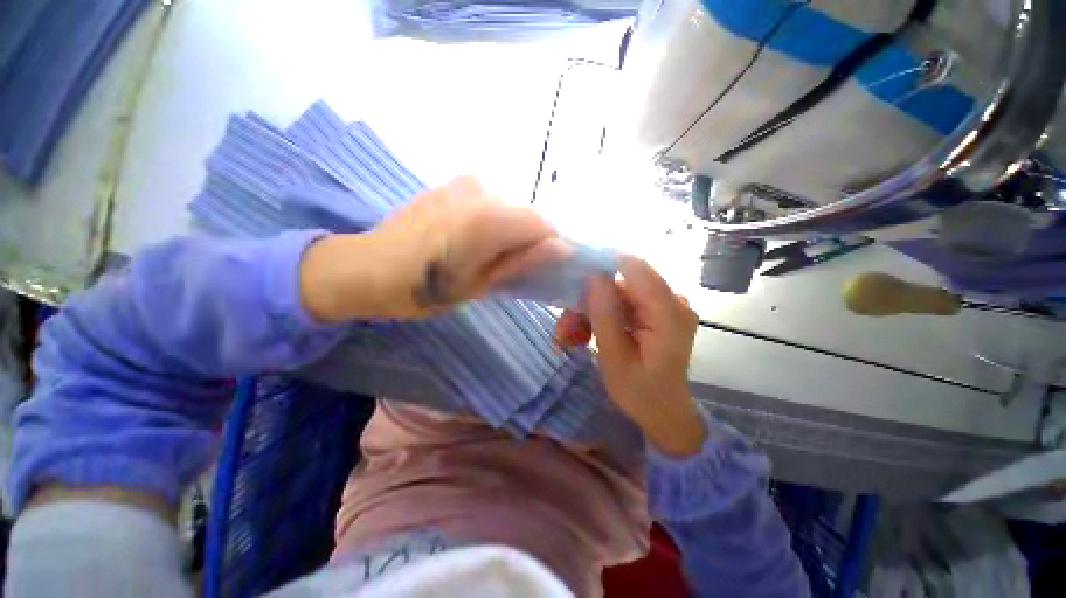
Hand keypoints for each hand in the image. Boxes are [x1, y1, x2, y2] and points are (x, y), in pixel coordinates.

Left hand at [300, 176, 568, 321]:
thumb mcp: (478, 284)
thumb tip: (561, 248)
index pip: (543, 225)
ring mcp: (464, 182)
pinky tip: (470, 238)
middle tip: (510, 266)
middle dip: (528, 239)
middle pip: (526, 215)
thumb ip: (521, 262)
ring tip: (487, 253)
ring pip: (509, 207)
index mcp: (488, 219)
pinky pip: (489, 201)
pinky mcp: (452, 183)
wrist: (366, 267)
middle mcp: (481, 190)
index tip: (539, 268)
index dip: (548, 247)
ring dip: (509, 230)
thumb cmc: (423, 288)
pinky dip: (492, 219)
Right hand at [557, 256, 706, 456]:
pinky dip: (605, 314)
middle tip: (566, 325)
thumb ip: (605, 316)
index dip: (603, 263)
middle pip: (624, 282)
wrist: (665, 414)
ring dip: (594, 308)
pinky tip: (590, 332)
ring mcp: (667, 306)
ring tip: (574, 335)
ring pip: (620, 292)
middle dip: (591, 297)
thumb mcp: (614, 358)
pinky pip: (626, 302)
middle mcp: (673, 302)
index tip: (572, 274)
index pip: (635, 268)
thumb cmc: (640, 393)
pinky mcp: (658, 312)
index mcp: (669, 313)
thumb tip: (594, 276)